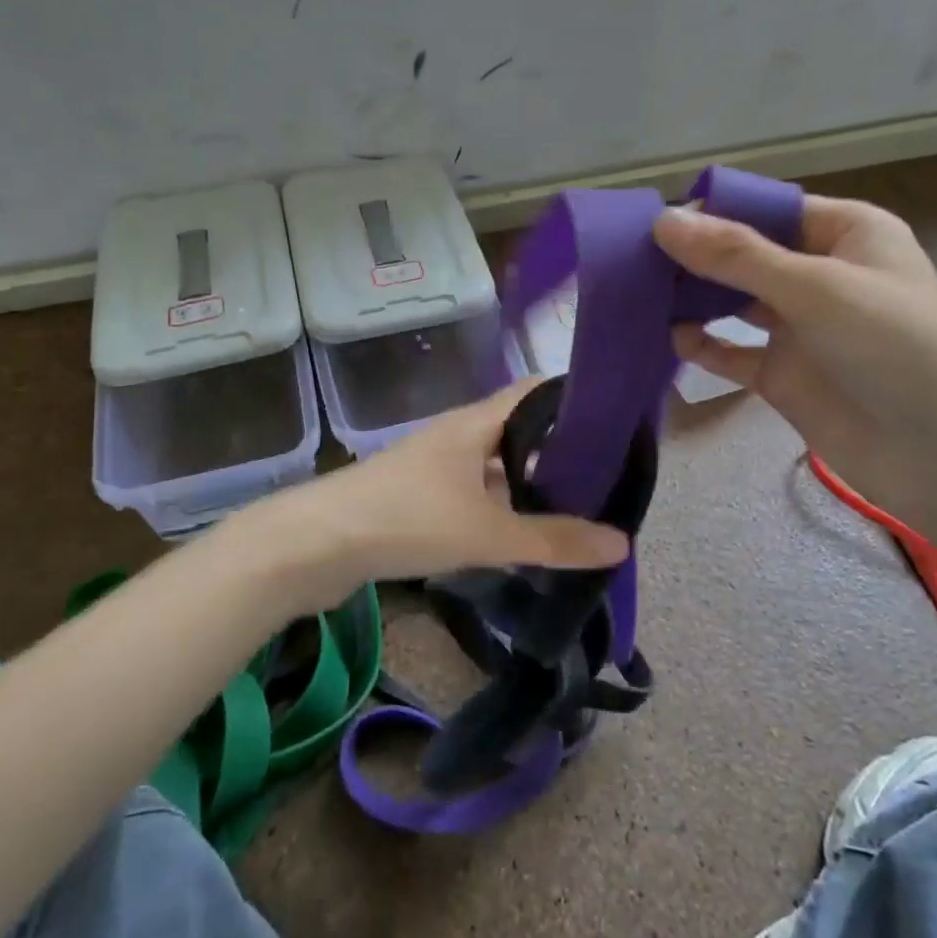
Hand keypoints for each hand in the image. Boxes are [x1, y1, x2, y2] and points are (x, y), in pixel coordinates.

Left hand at [226, 380, 630, 614]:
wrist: (314, 546)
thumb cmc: (407, 519)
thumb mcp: (488, 532)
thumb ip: (554, 539)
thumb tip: (622, 544)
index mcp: (475, 423)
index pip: (536, 392)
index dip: (575, 399)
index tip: (617, 422)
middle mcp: (458, 436)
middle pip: (519, 432)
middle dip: (560, 452)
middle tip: (609, 479)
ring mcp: (435, 468)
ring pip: (496, 468)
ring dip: (530, 486)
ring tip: (578, 510)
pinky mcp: (419, 500)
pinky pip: (474, 496)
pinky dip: (501, 511)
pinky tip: (522, 538)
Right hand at [653, 197, 936, 531]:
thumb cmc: (894, 346)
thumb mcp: (815, 288)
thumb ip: (737, 256)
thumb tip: (663, 222)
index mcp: (845, 234)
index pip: (768, 209)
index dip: (715, 213)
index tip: (657, 223)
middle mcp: (820, 274)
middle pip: (745, 254)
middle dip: (697, 257)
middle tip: (636, 260)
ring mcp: (800, 327)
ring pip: (733, 302)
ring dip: (694, 299)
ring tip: (643, 295)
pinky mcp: (783, 374)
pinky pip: (732, 351)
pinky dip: (703, 344)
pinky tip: (673, 339)